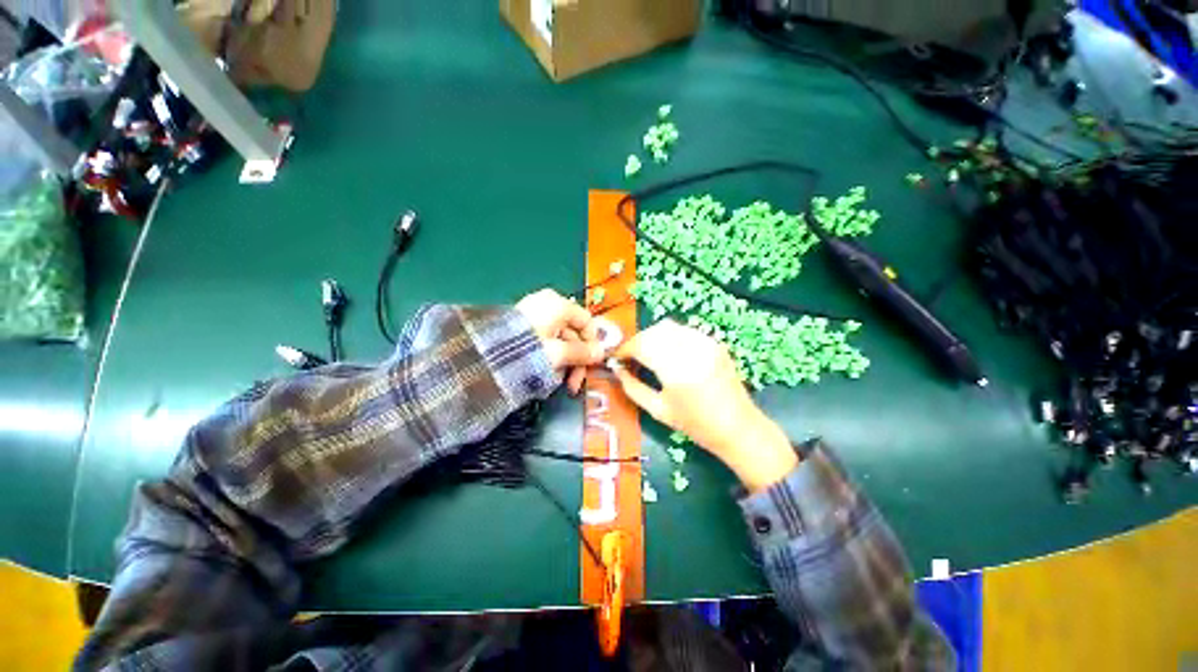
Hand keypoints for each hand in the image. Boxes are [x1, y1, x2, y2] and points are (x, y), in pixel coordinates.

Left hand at [516, 288, 605, 394]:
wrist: (485, 355)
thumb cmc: (528, 349)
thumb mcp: (559, 353)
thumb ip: (582, 353)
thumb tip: (600, 353)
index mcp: (558, 305)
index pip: (587, 321)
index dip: (592, 343)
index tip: (591, 364)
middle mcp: (548, 306)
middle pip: (573, 334)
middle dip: (575, 360)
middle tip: (573, 384)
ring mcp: (534, 317)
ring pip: (559, 341)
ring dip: (563, 363)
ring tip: (556, 383)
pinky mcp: (523, 329)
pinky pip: (545, 343)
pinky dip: (549, 358)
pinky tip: (544, 375)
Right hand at [612, 320, 798, 491]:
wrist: (738, 427)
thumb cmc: (696, 425)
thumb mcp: (658, 410)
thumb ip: (632, 387)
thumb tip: (617, 369)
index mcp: (676, 371)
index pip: (641, 345)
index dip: (624, 349)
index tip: (617, 358)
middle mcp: (691, 350)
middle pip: (653, 332)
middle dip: (636, 341)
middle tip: (630, 357)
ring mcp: (706, 343)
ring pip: (667, 327)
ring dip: (651, 337)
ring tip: (647, 354)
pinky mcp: (714, 342)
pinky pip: (683, 331)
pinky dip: (668, 337)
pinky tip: (668, 353)